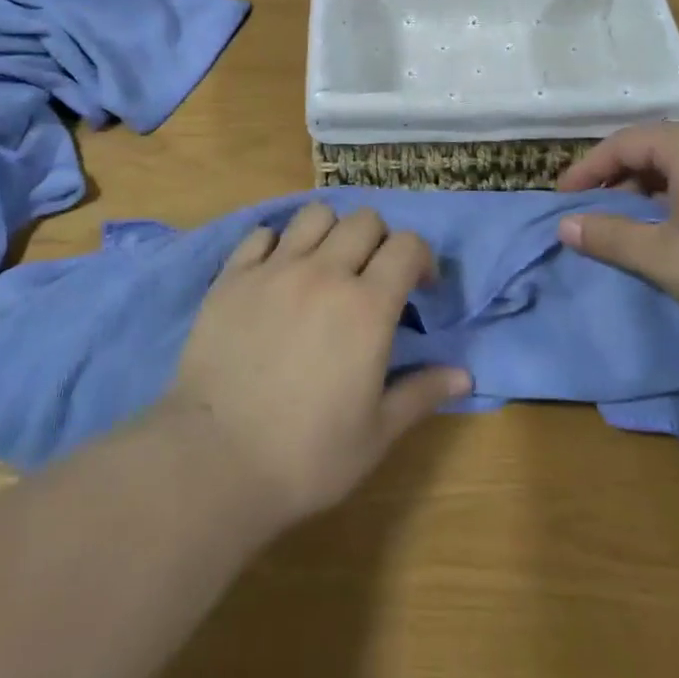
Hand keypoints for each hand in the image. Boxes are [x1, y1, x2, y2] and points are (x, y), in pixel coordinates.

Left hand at [158, 203, 471, 529]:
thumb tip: (464, 375)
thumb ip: (421, 393)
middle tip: (373, 277)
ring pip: (315, 215)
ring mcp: (274, 270)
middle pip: (364, 220)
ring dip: (331, 232)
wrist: (214, 462)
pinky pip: (261, 235)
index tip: (420, 286)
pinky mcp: (232, 277)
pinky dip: (278, 244)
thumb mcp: (376, 433)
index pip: (407, 245)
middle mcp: (324, 273)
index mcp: (367, 306)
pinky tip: (277, 273)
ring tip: (326, 265)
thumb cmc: (306, 455)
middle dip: (380, 241)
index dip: (421, 258)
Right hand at [556, 119, 678, 365]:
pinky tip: (678, 233)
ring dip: (649, 192)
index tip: (563, 199)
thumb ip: (611, 237)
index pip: (624, 143)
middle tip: (596, 214)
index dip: (587, 170)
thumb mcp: (666, 258)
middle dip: (618, 180)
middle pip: (654, 149)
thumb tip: (564, 226)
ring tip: (631, 226)